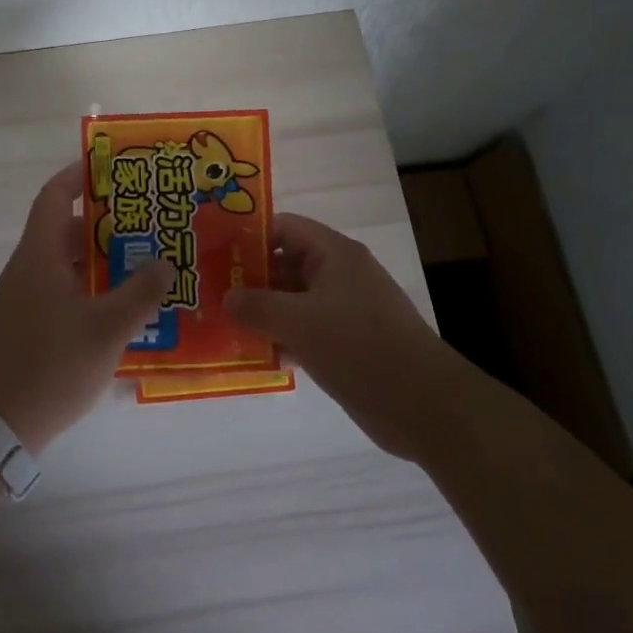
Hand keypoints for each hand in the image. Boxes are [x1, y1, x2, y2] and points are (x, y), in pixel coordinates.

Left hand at [0, 163, 171, 453]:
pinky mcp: (28, 325)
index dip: (77, 177)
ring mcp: (25, 298)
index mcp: (39, 255)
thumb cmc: (51, 365)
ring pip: (65, 262)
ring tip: (142, 258)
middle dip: (103, 221)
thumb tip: (164, 263)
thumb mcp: (106, 328)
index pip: (54, 197)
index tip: (110, 168)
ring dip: (99, 257)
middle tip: (144, 220)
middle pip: (63, 229)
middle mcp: (28, 268)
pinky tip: (120, 304)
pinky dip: (90, 285)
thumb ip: (140, 293)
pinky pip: (62, 289)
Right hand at [226, 213, 463, 460]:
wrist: (423, 405)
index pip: (283, 228)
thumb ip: (257, 306)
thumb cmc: (360, 347)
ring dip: (262, 312)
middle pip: (285, 264)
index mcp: (334, 254)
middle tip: (208, 292)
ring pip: (292, 301)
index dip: (248, 236)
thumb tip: (226, 296)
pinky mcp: (346, 344)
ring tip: (220, 323)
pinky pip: (304, 331)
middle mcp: (339, 275)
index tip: (213, 252)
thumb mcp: (300, 322)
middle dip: (249, 278)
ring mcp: (344, 311)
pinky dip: (280, 338)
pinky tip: (252, 354)